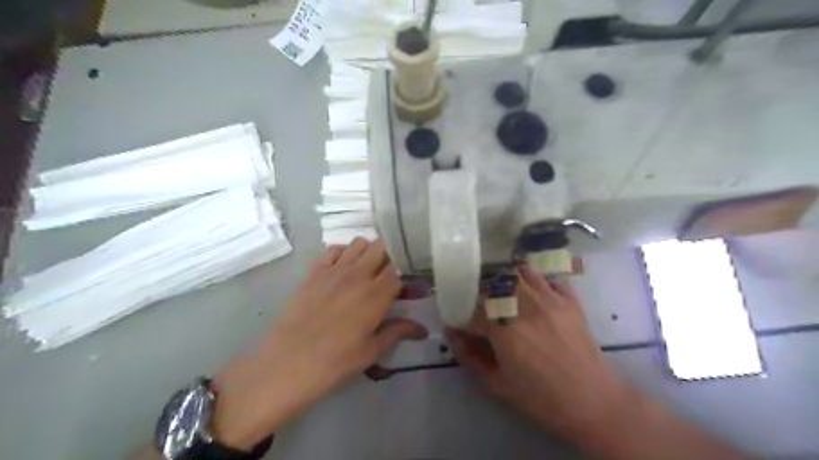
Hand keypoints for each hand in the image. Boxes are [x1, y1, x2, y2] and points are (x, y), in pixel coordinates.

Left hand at [209, 240, 424, 448]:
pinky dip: (343, 253)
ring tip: (370, 271)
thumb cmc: (335, 362)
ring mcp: (334, 270)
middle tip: (393, 276)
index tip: (413, 290)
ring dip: (369, 252)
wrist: (287, 364)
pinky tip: (344, 269)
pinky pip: (333, 249)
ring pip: (360, 243)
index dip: (410, 277)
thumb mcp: (372, 350)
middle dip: (393, 257)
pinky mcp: (314, 272)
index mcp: (377, 294)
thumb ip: (398, 332)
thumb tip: (423, 330)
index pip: (401, 270)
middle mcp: (358, 274)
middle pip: (383, 248)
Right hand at [448, 264, 628, 439]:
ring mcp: (550, 300)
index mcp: (504, 330)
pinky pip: (547, 277)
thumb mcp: (497, 385)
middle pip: (493, 282)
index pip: (471, 310)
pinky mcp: (569, 300)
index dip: (459, 313)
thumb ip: (470, 356)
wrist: (593, 403)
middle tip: (478, 302)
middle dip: (479, 289)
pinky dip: (535, 278)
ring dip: (505, 279)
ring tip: (501, 291)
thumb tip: (452, 332)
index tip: (458, 320)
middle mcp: (525, 306)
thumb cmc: (541, 398)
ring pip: (519, 273)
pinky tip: (531, 289)